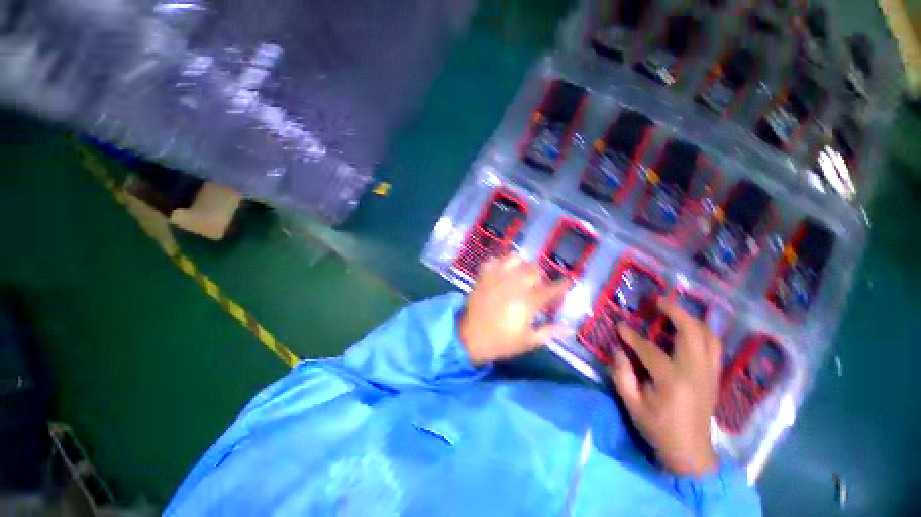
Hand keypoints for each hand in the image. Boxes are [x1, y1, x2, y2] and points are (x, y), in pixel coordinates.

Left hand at [459, 255, 571, 364]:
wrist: (469, 337)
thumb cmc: (500, 341)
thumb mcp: (527, 342)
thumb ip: (549, 332)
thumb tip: (570, 328)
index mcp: (527, 302)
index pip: (551, 288)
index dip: (562, 285)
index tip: (567, 282)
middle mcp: (513, 285)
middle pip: (534, 269)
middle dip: (541, 275)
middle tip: (538, 285)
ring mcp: (496, 277)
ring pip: (515, 258)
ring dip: (521, 264)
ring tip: (520, 274)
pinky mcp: (483, 276)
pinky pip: (494, 260)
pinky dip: (500, 263)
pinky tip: (502, 272)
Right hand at [610, 298, 722, 475]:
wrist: (691, 453)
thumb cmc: (658, 429)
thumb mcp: (632, 404)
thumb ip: (622, 374)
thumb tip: (618, 350)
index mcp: (672, 381)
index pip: (649, 350)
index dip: (632, 336)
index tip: (619, 325)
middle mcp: (695, 372)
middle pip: (691, 333)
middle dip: (675, 312)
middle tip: (659, 302)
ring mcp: (709, 374)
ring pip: (708, 337)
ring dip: (692, 320)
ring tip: (674, 311)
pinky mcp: (714, 377)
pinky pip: (713, 347)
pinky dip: (702, 333)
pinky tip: (689, 329)